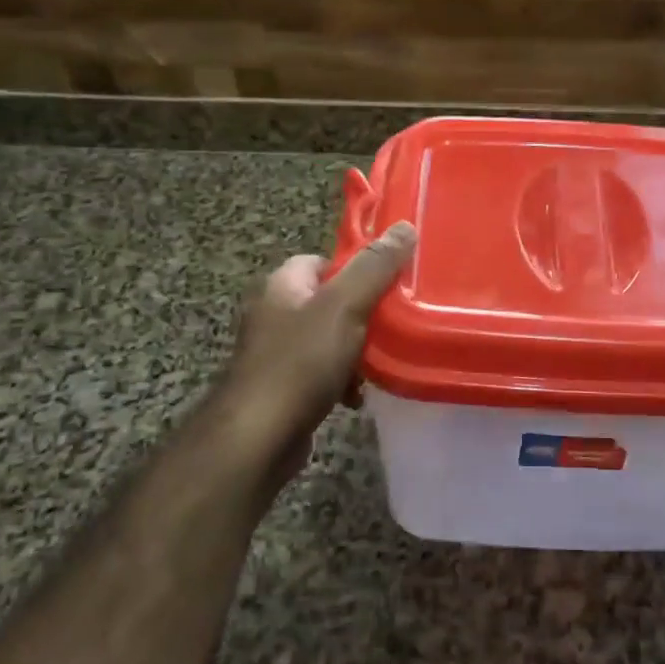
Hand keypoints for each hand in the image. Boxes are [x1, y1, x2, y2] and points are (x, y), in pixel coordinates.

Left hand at [213, 222, 416, 483]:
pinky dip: (342, 380)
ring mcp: (275, 352)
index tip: (389, 284)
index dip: (357, 269)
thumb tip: (405, 226)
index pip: (324, 260)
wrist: (259, 437)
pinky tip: (358, 395)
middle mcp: (274, 312)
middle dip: (362, 314)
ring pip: (329, 339)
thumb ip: (375, 267)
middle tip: (393, 325)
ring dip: (356, 351)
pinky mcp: (282, 386)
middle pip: (330, 300)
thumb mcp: (344, 306)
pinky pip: (321, 372)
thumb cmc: (300, 362)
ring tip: (381, 363)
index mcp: (283, 284)